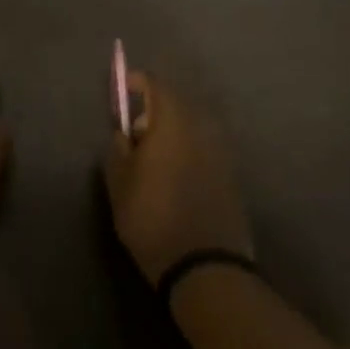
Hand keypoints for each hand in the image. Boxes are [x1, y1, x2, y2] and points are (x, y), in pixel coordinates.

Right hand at [104, 71, 253, 283]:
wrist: (205, 266)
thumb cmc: (152, 219)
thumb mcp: (119, 184)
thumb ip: (117, 150)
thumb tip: (123, 134)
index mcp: (173, 123)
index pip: (157, 85)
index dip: (138, 82)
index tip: (123, 89)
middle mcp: (201, 129)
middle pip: (177, 104)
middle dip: (154, 111)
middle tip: (134, 135)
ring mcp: (221, 152)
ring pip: (192, 128)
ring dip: (172, 133)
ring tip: (152, 161)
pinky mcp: (231, 175)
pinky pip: (203, 149)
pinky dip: (187, 152)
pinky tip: (173, 178)